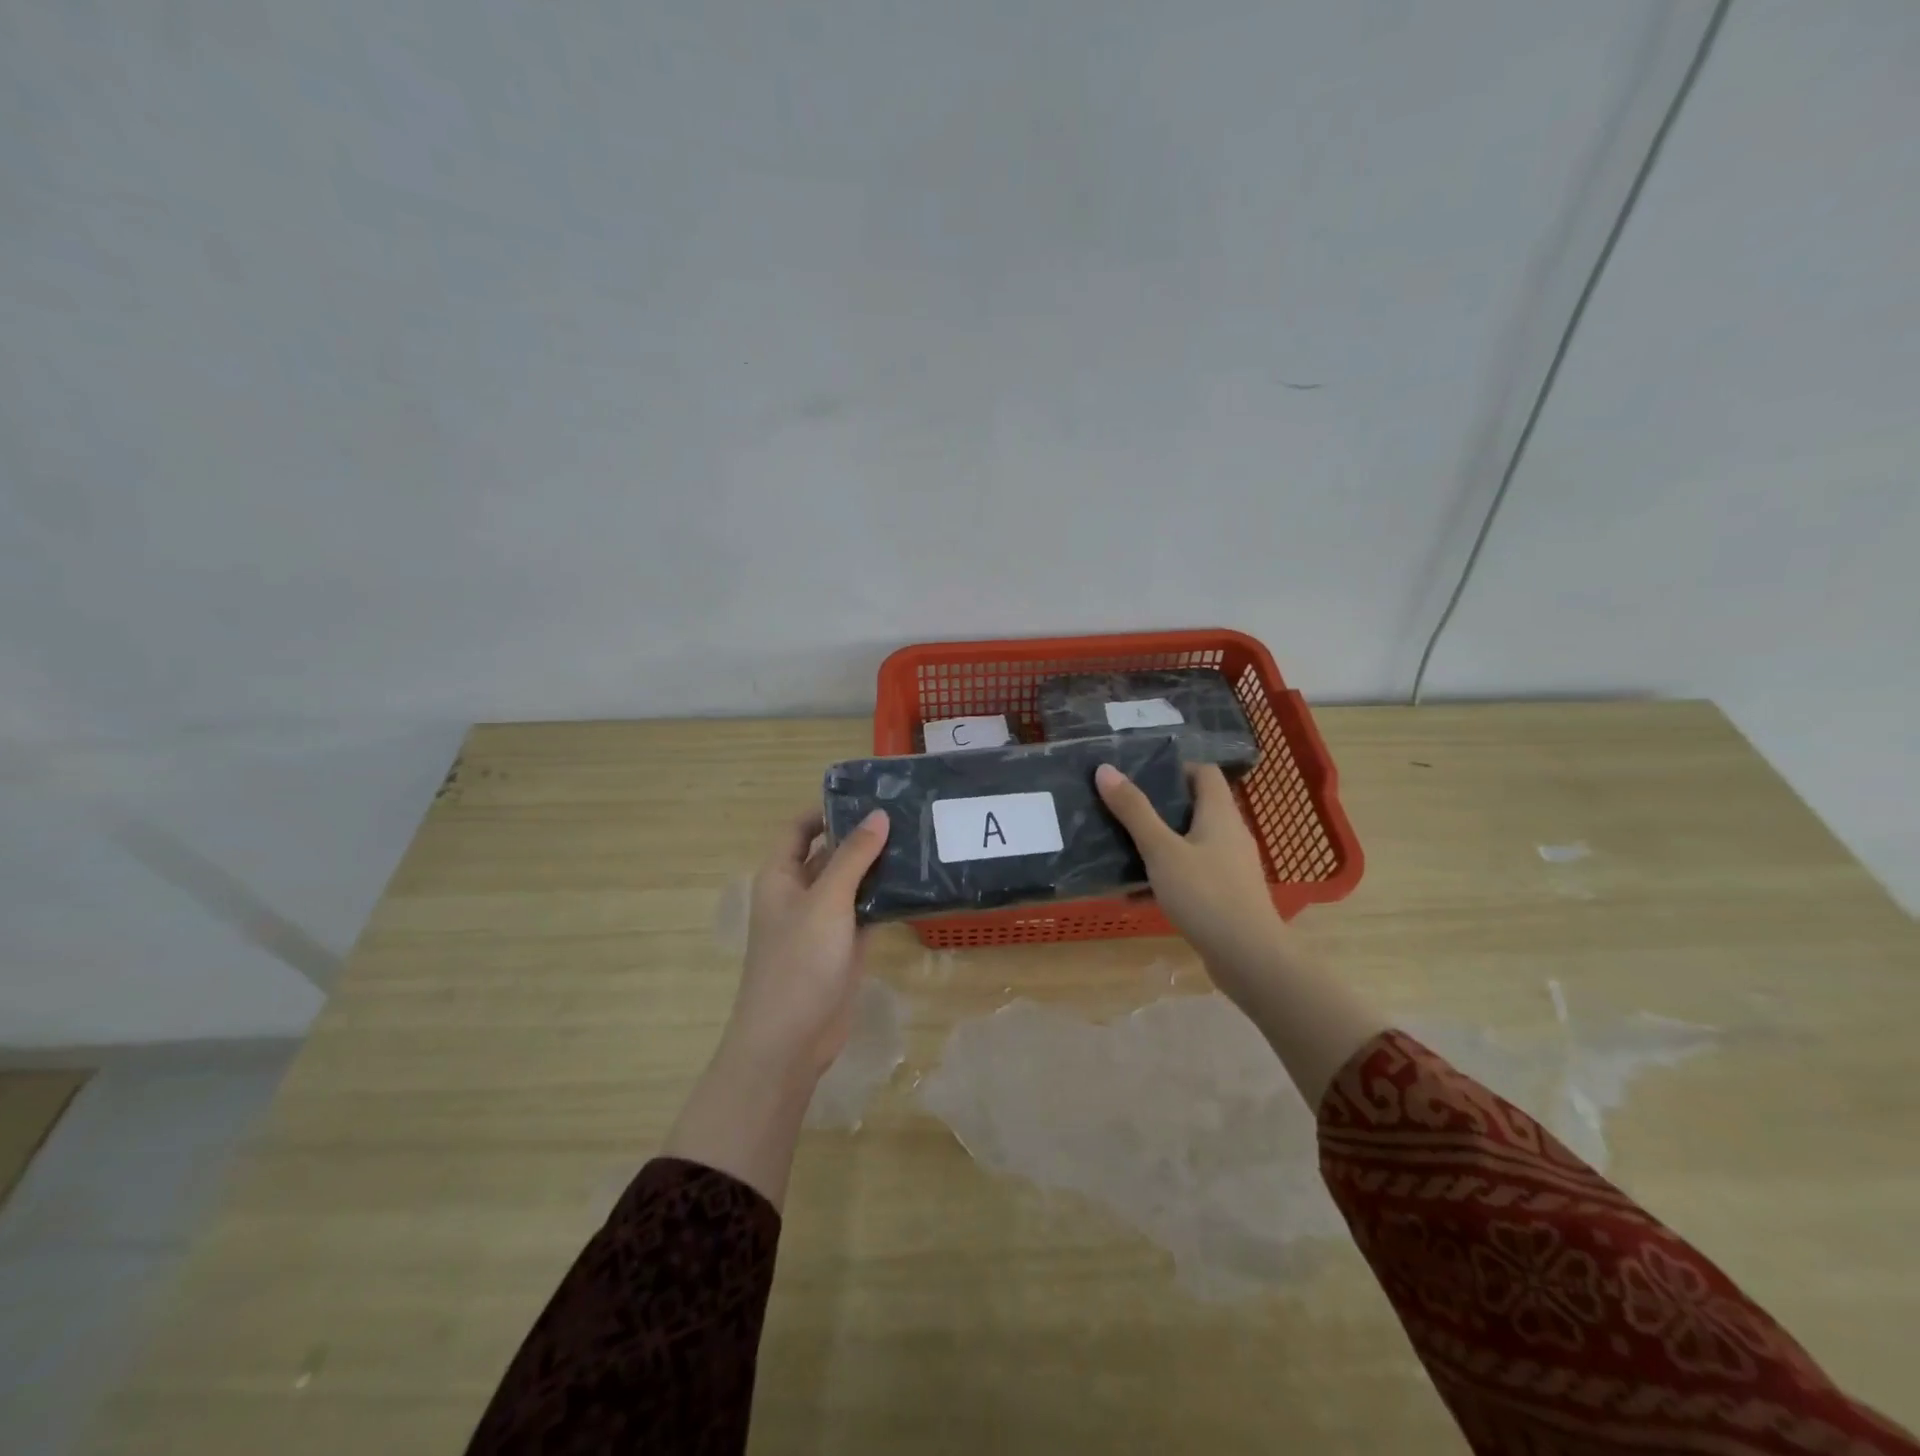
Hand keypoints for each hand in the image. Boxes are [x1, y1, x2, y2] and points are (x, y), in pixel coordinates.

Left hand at [721, 807, 891, 1082]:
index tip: (867, 797)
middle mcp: (800, 894)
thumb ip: (853, 856)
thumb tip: (878, 815)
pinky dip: (885, 898)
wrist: (791, 1040)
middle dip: (861, 836)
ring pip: (852, 883)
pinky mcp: (844, 947)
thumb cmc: (799, 962)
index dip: (826, 810)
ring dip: (878, 867)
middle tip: (907, 815)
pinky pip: (865, 912)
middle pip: (829, 853)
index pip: (799, 829)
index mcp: (780, 876)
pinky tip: (917, 884)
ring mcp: (823, 922)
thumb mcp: (827, 901)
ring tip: (919, 842)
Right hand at [1094, 762, 1287, 1001]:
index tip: (1139, 778)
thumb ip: (1134, 811)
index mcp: (1220, 813)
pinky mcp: (1226, 894)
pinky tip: (1136, 893)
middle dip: (1157, 808)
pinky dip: (1167, 875)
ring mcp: (1230, 866)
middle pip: (1194, 807)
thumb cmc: (1205, 894)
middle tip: (1121, 811)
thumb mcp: (1161, 850)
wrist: (1249, 957)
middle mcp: (1230, 833)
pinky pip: (1192, 873)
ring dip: (1159, 844)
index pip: (1203, 772)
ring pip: (1190, 842)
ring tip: (1122, 849)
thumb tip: (1105, 769)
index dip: (1174, 769)